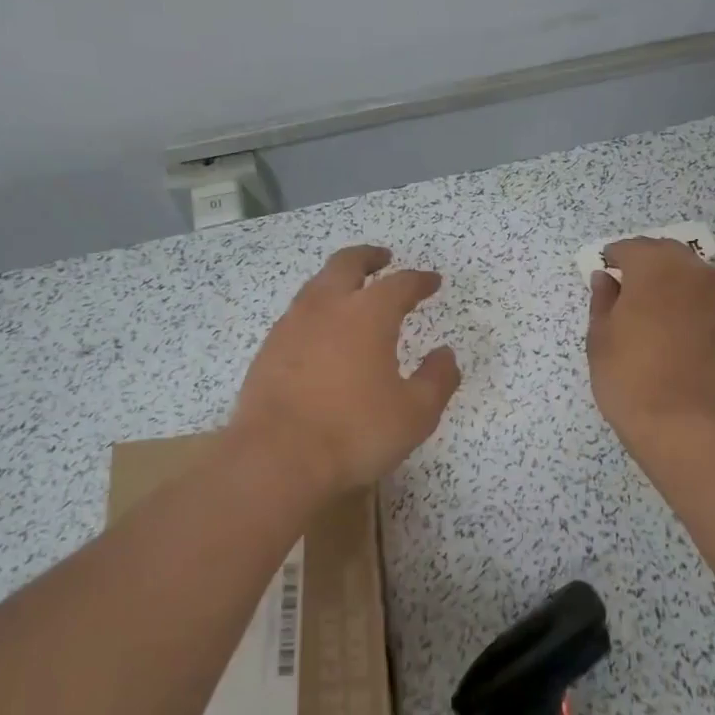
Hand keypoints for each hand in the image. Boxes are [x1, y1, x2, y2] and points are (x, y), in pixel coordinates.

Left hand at [231, 245, 460, 494]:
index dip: (419, 280)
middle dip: (368, 257)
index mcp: (368, 314)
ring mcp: (292, 325)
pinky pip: (297, 314)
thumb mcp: (415, 413)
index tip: (432, 282)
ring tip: (351, 292)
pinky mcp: (268, 349)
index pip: (400, 284)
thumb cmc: (355, 432)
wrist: (277, 457)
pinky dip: (316, 310)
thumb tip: (445, 355)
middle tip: (383, 259)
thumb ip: (437, 379)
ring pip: (316, 285)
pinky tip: (321, 332)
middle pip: (347, 264)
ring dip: (338, 280)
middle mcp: (327, 307)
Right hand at [586, 238, 714, 451]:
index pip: (632, 248)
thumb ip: (603, 301)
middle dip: (646, 263)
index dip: (614, 258)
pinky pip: (709, 306)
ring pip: (694, 277)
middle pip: (668, 253)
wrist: (687, 427)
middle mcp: (695, 275)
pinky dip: (692, 309)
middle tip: (627, 287)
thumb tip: (606, 279)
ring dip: (673, 283)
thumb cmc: (629, 379)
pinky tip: (679, 338)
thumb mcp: (600, 339)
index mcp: (656, 269)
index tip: (604, 271)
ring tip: (654, 312)